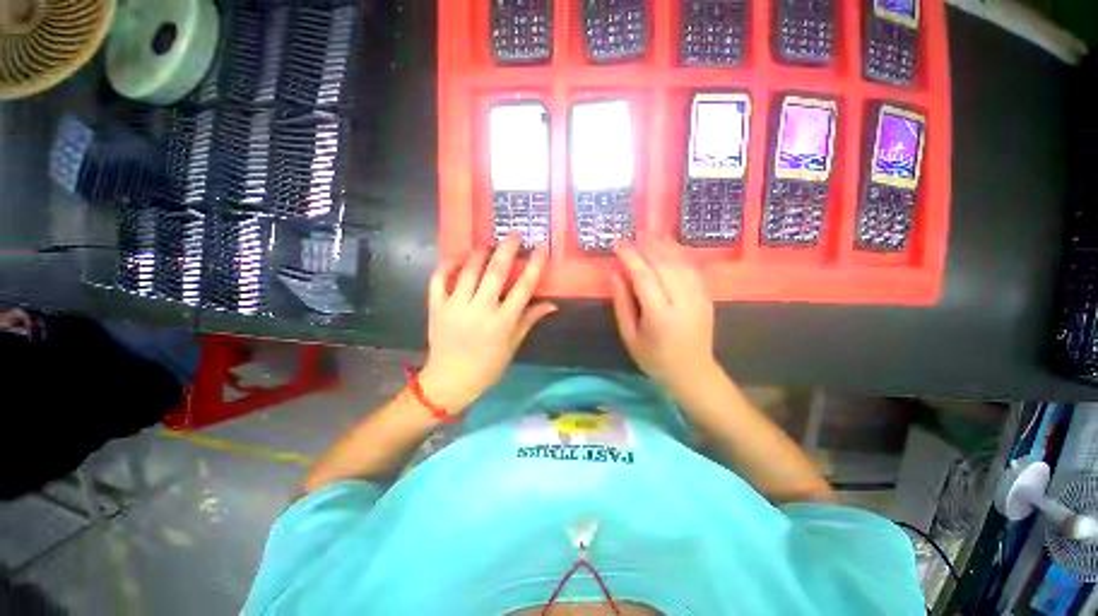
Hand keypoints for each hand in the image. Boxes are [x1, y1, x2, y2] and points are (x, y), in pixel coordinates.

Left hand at [419, 234, 556, 412]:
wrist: (450, 380)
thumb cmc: (488, 366)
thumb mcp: (513, 345)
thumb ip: (530, 320)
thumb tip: (552, 304)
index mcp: (502, 322)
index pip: (523, 288)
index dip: (534, 265)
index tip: (540, 248)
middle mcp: (480, 310)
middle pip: (495, 273)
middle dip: (507, 249)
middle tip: (513, 234)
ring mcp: (455, 307)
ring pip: (468, 271)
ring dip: (480, 253)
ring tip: (489, 243)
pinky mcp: (436, 306)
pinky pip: (439, 279)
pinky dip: (448, 264)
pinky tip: (459, 257)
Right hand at [611, 237, 716, 393]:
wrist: (693, 373)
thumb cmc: (654, 359)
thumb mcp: (630, 337)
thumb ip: (622, 305)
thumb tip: (616, 275)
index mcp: (660, 316)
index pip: (644, 278)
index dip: (630, 258)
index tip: (618, 243)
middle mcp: (683, 303)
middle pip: (665, 266)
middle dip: (648, 246)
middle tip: (634, 233)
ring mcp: (699, 298)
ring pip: (682, 264)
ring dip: (665, 246)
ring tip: (650, 233)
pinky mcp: (707, 297)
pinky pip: (693, 269)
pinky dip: (681, 254)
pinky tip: (671, 246)